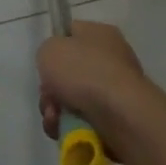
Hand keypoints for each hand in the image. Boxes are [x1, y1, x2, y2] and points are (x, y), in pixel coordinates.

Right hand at [37, 20, 150, 156]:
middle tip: (48, 97)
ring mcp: (116, 91)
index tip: (44, 64)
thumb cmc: (83, 72)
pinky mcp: (118, 119)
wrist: (120, 114)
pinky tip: (64, 130)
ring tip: (55, 118)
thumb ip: (47, 51)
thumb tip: (57, 66)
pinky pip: (84, 121)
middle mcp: (111, 59)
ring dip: (56, 111)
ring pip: (72, 100)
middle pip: (69, 73)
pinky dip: (70, 127)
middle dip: (51, 89)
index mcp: (100, 34)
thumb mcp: (50, 49)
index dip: (54, 48)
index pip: (71, 34)